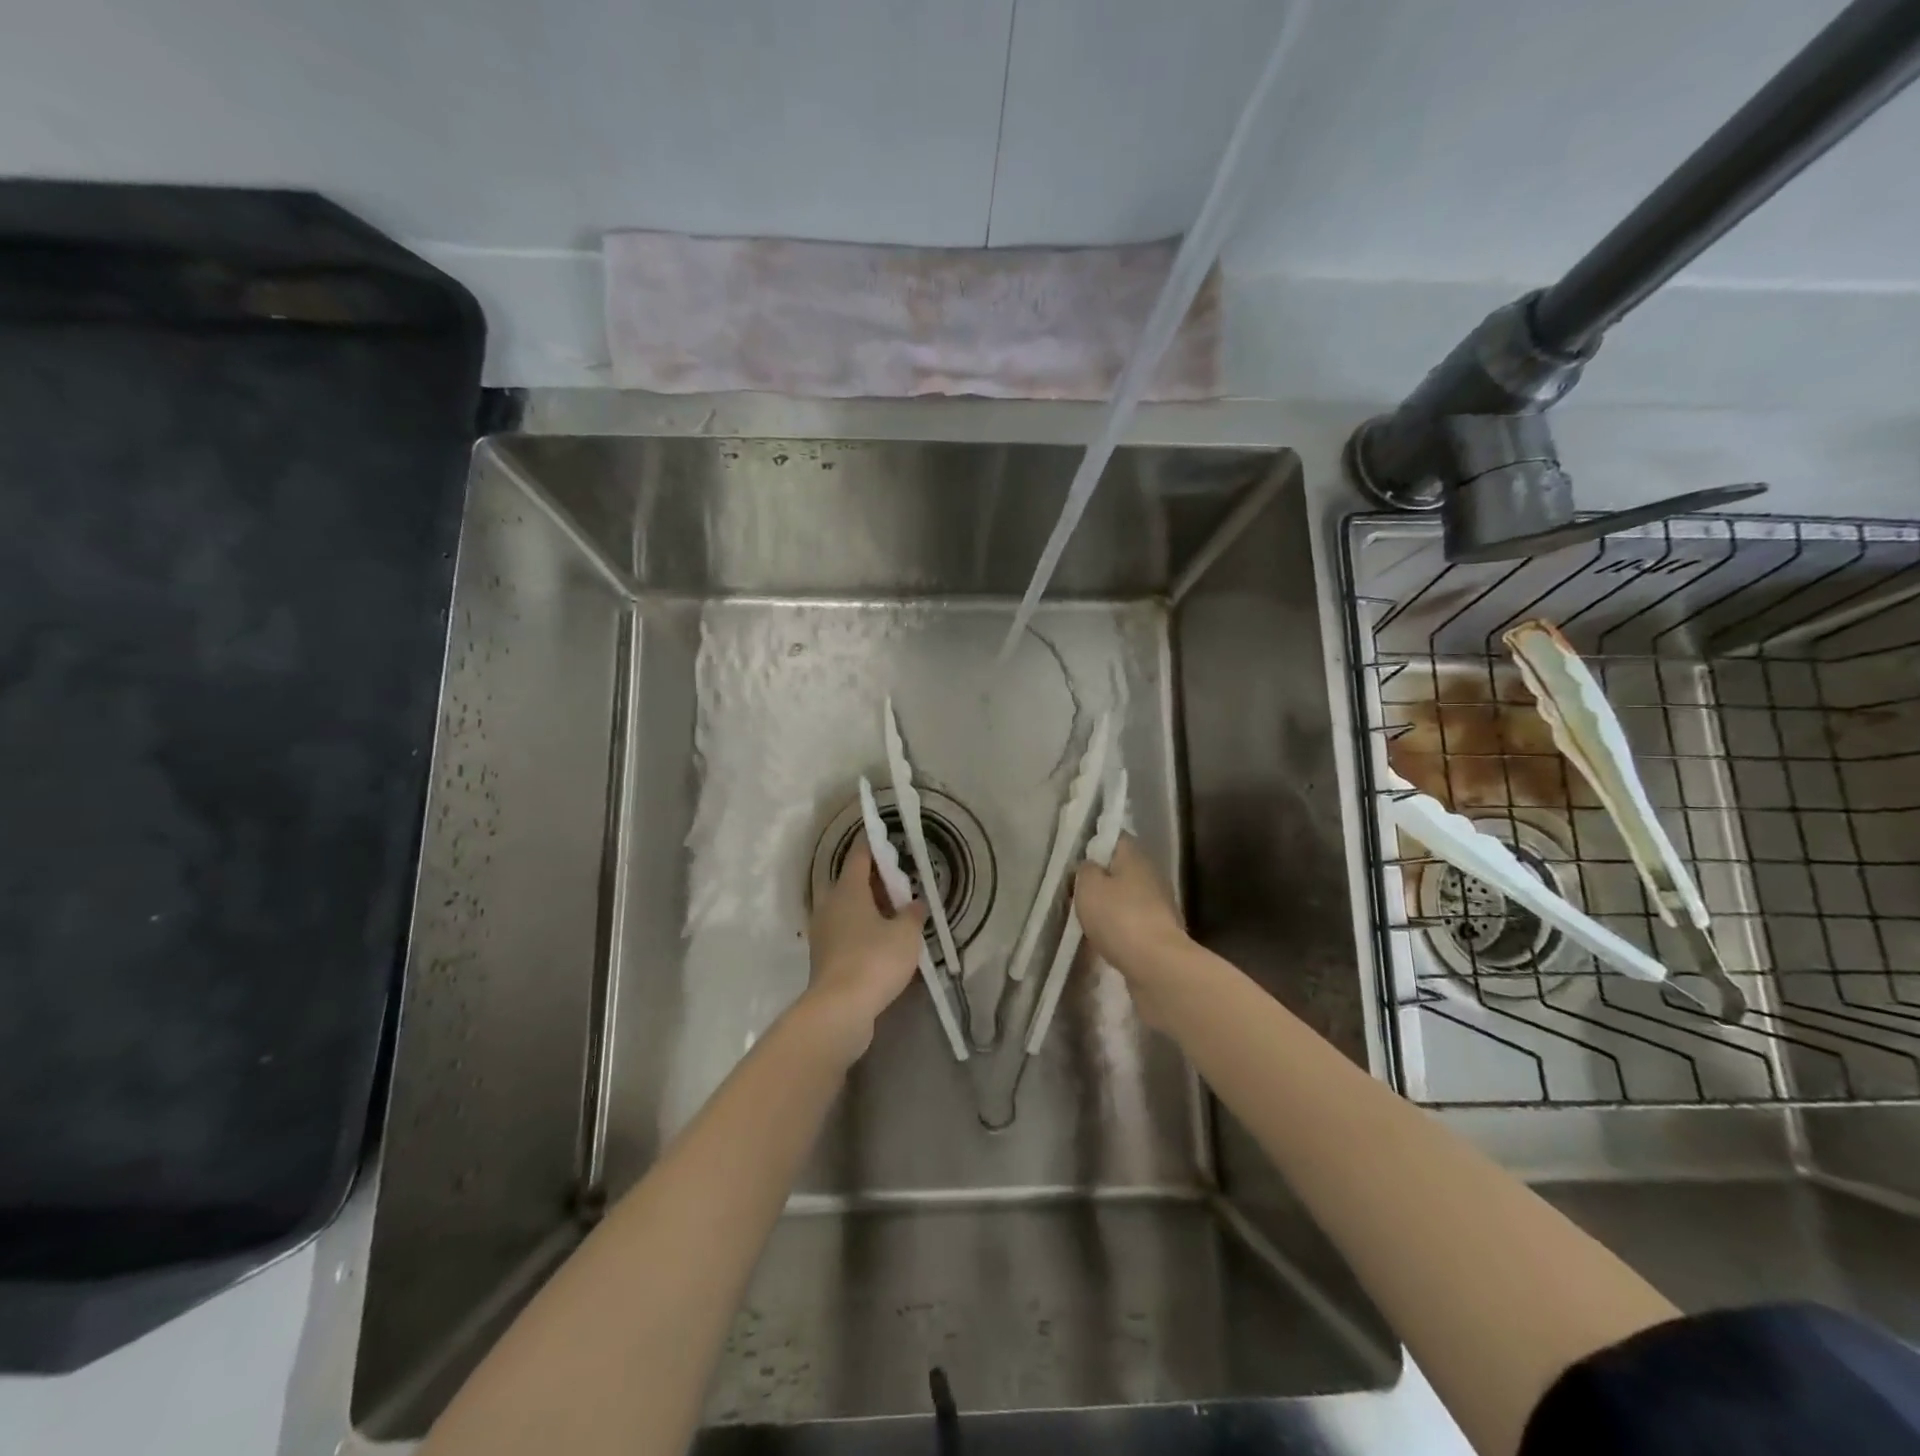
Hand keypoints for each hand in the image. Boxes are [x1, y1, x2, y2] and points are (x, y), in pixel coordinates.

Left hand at [803, 840, 927, 1059]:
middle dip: (872, 878)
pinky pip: (844, 931)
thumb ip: (913, 914)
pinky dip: (861, 928)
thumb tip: (915, 903)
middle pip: (850, 880)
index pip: (859, 854)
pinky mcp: (824, 956)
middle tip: (897, 881)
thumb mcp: (906, 934)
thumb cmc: (874, 960)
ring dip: (866, 905)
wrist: (839, 1010)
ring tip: (894, 912)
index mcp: (847, 889)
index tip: (886, 834)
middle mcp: (829, 904)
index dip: (874, 843)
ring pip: (846, 907)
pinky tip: (881, 940)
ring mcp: (823, 931)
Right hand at [1073, 836, 1189, 986]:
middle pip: (1121, 869)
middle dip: (1100, 879)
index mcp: (1135, 857)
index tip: (1076, 859)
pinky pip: (1132, 922)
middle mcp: (1152, 875)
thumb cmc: (1118, 917)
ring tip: (1086, 919)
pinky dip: (1118, 928)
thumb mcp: (1088, 886)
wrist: (1156, 966)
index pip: (1115, 838)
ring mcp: (1159, 905)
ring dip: (1109, 906)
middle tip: (1076, 892)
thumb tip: (1090, 866)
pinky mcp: (1160, 932)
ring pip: (1126, 897)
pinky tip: (1103, 939)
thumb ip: (1085, 870)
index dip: (1094, 844)